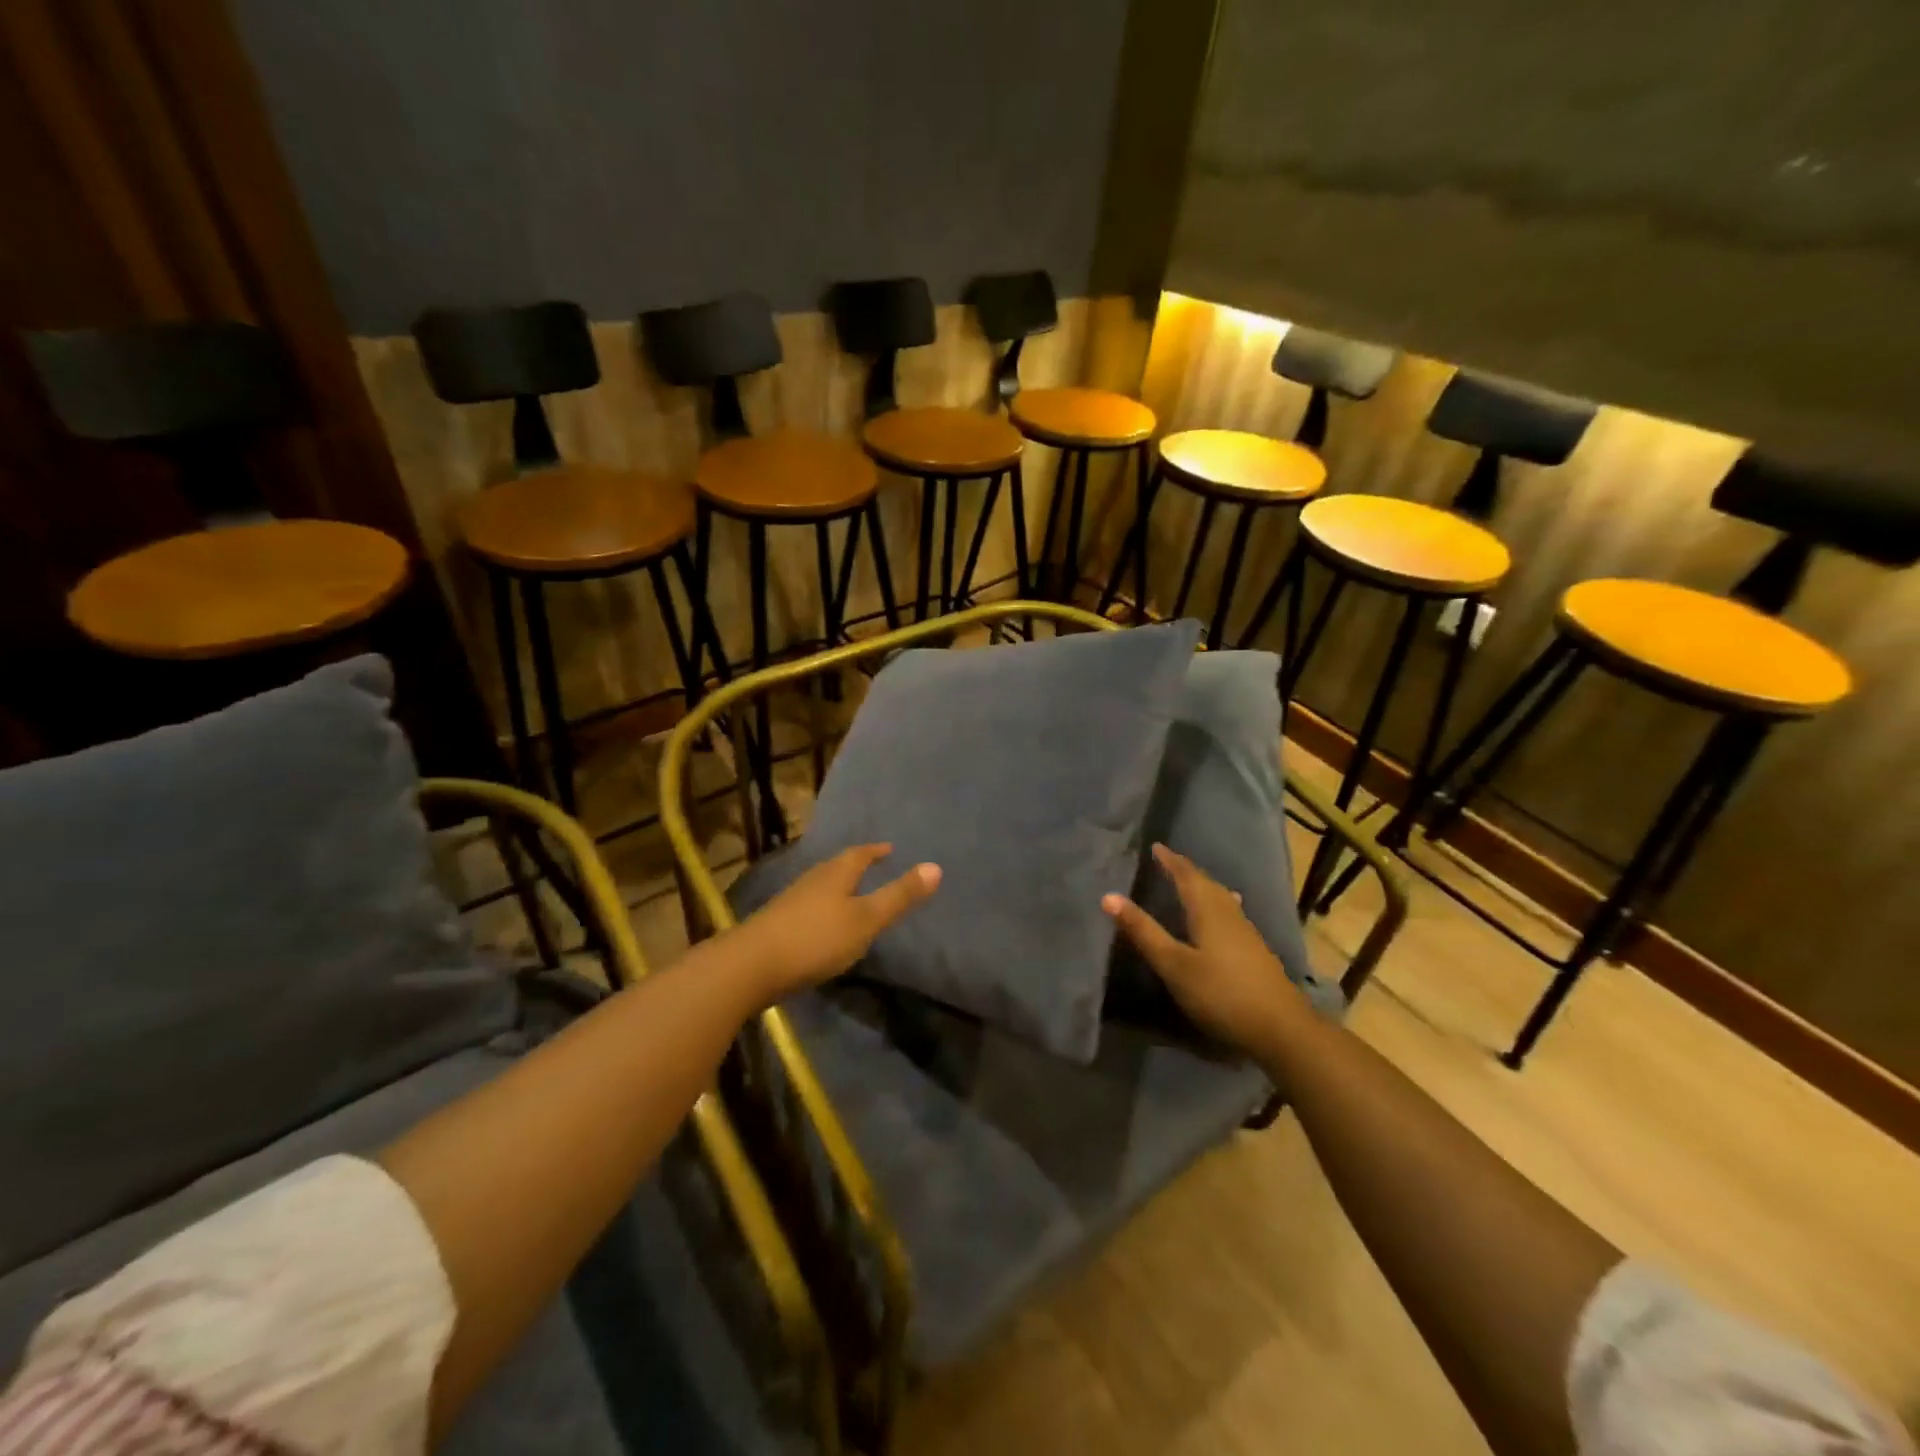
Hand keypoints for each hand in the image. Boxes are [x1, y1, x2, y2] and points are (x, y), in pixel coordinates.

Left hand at [725, 844, 939, 1002]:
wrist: (751, 966)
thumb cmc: (816, 939)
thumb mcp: (866, 920)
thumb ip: (899, 896)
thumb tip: (936, 866)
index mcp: (836, 874)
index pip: (860, 854)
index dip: (876, 851)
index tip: (889, 848)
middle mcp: (812, 880)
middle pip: (838, 867)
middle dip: (856, 865)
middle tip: (874, 866)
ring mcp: (791, 901)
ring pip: (821, 886)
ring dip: (838, 887)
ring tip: (852, 894)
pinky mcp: (777, 924)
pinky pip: (809, 906)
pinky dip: (823, 908)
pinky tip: (824, 925)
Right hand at [1102, 843, 1304, 1053]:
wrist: (1282, 1029)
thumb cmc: (1221, 993)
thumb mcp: (1174, 965)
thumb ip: (1143, 931)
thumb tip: (1108, 896)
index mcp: (1208, 910)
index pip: (1187, 876)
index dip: (1170, 861)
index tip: (1156, 847)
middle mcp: (1229, 913)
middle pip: (1207, 883)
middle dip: (1186, 870)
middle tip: (1168, 862)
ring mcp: (1246, 932)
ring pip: (1221, 898)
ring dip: (1203, 886)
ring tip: (1192, 882)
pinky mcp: (1255, 950)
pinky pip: (1230, 912)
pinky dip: (1217, 904)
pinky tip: (1223, 914)